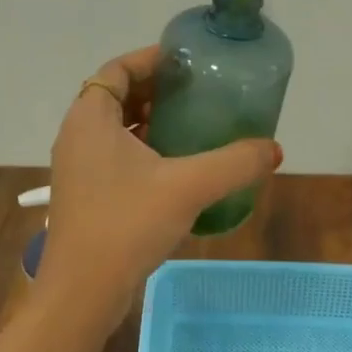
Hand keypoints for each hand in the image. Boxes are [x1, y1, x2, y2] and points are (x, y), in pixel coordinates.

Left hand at [35, 46, 281, 327]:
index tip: (186, 63)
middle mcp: (77, 136)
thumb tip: (274, 149)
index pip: (117, 69)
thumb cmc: (127, 224)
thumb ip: (235, 163)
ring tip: (192, 126)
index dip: (150, 59)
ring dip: (150, 122)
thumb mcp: (188, 187)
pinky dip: (142, 150)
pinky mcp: (85, 195)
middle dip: (156, 90)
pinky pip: (114, 156)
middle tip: (197, 93)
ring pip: (115, 129)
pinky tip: (176, 168)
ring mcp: (77, 168)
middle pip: (116, 96)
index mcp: (90, 118)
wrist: (83, 292)